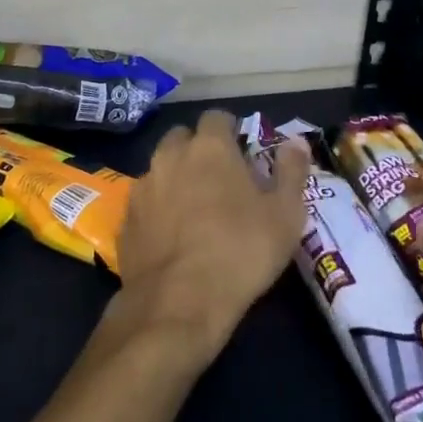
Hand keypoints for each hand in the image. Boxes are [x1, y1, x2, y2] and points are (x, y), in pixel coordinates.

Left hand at [112, 110, 309, 362]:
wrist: (178, 304)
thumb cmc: (240, 252)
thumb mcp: (285, 215)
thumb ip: (291, 172)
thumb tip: (296, 141)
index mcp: (210, 147)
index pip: (217, 117)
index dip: (230, 130)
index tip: (242, 152)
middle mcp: (171, 155)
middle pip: (183, 137)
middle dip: (198, 149)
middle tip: (218, 179)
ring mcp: (144, 186)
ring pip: (160, 167)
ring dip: (176, 177)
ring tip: (194, 207)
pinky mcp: (126, 218)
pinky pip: (145, 201)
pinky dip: (157, 208)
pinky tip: (170, 235)